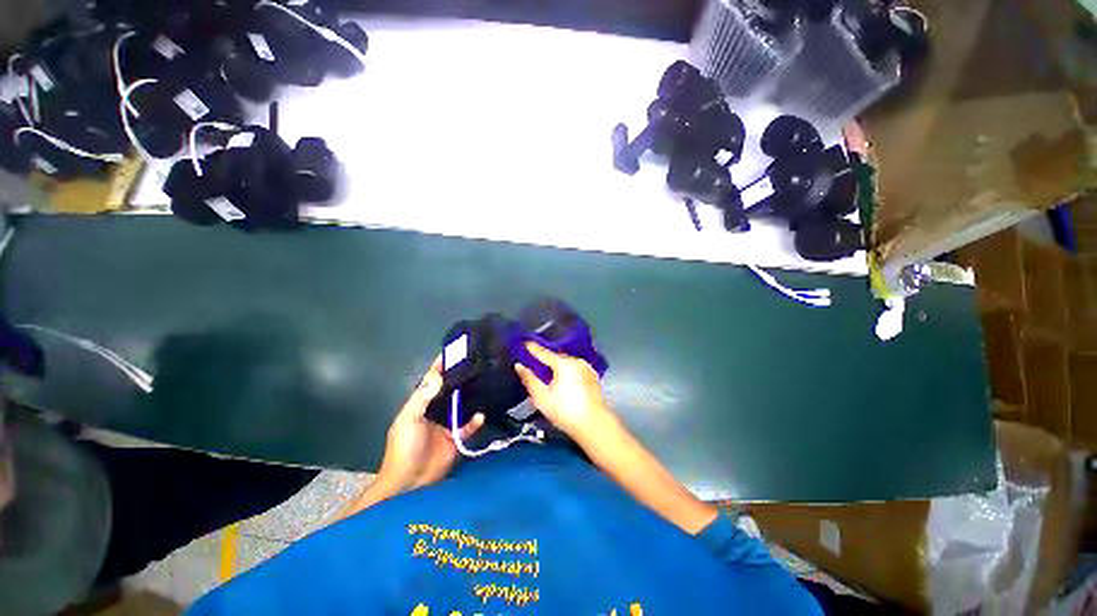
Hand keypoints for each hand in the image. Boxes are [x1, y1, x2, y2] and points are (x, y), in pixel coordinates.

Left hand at [380, 357, 484, 490]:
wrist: (410, 483)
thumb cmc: (404, 447)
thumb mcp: (409, 419)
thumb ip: (422, 397)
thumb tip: (438, 374)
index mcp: (421, 404)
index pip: (431, 381)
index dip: (441, 367)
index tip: (455, 352)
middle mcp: (436, 410)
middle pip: (449, 390)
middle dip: (460, 378)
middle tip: (477, 364)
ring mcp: (447, 424)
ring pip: (462, 405)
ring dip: (471, 396)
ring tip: (485, 382)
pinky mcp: (457, 438)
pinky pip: (469, 426)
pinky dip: (476, 421)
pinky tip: (481, 416)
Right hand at [513, 342, 611, 438]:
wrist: (594, 425)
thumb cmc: (565, 411)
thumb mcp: (541, 397)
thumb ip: (529, 379)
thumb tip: (519, 366)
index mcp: (563, 363)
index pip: (544, 352)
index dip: (533, 348)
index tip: (525, 343)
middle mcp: (576, 361)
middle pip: (557, 357)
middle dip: (546, 359)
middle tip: (535, 362)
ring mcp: (587, 368)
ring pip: (568, 363)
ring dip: (558, 366)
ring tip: (549, 372)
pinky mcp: (593, 377)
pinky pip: (576, 369)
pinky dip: (568, 371)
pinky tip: (565, 380)